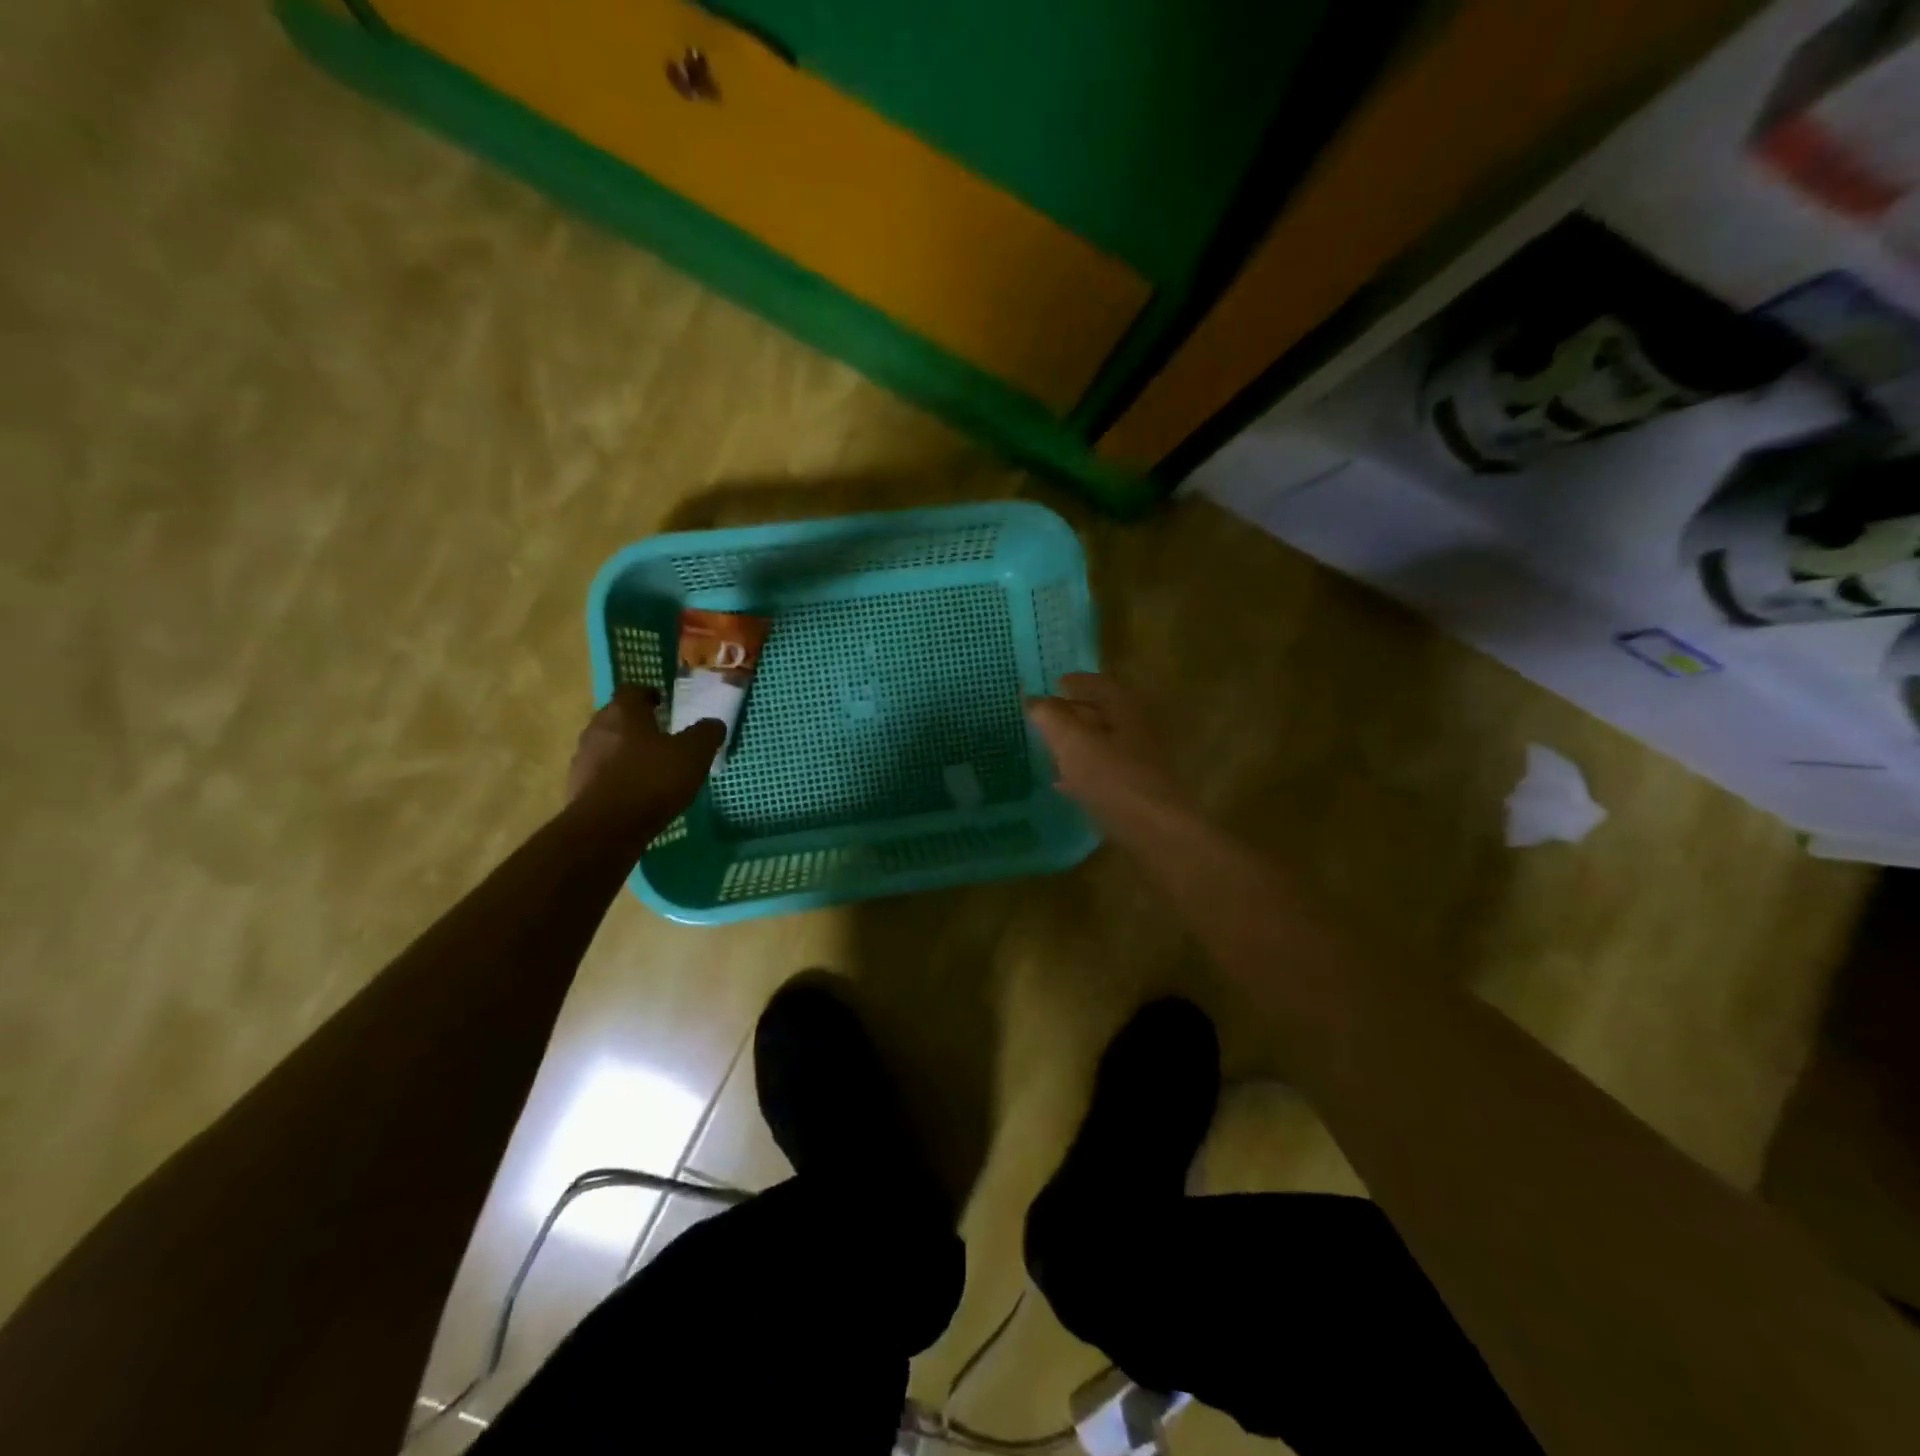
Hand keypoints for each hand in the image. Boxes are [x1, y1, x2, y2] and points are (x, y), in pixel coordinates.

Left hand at [566, 686, 723, 840]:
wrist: (606, 828)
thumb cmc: (652, 780)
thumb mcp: (693, 754)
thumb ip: (706, 734)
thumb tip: (713, 723)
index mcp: (623, 712)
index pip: (632, 690)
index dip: (648, 695)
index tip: (663, 704)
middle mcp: (597, 728)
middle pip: (617, 718)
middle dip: (637, 724)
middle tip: (661, 736)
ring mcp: (583, 758)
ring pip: (607, 746)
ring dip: (626, 752)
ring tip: (650, 768)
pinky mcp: (577, 787)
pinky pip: (601, 774)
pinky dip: (617, 777)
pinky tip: (636, 793)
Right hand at [1025, 673, 1189, 831]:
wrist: (1153, 829)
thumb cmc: (1112, 777)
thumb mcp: (1072, 741)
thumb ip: (1050, 716)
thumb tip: (1032, 699)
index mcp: (1125, 707)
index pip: (1098, 683)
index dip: (1075, 682)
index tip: (1054, 684)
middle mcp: (1137, 728)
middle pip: (1102, 712)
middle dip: (1074, 713)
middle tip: (1045, 717)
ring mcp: (1139, 760)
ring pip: (1103, 743)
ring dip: (1077, 742)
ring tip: (1050, 747)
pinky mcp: (1136, 789)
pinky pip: (1104, 771)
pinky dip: (1083, 769)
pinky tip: (1064, 782)